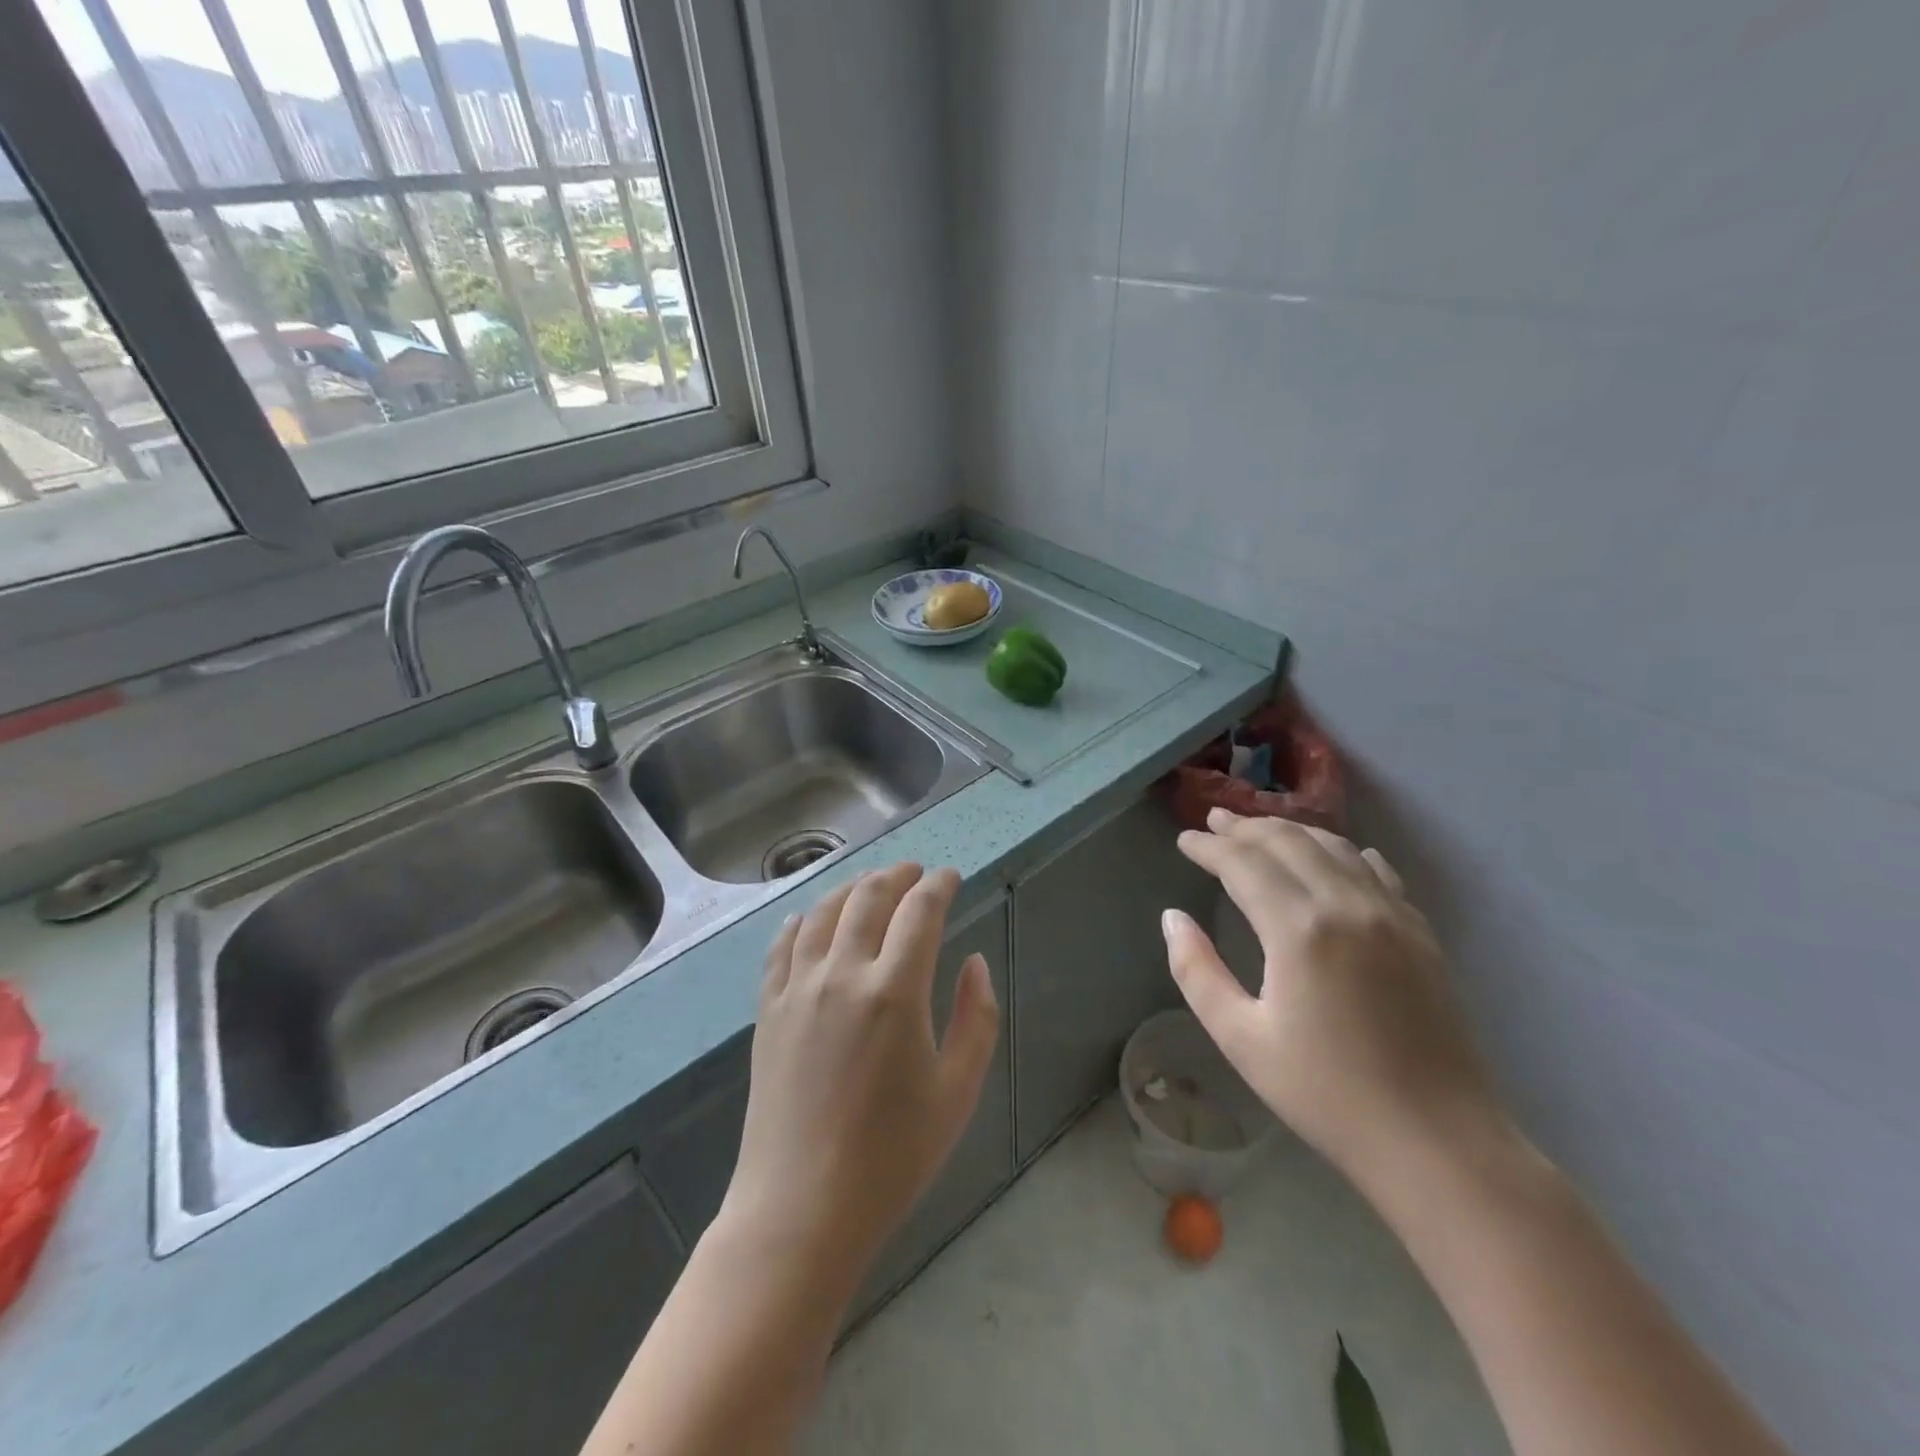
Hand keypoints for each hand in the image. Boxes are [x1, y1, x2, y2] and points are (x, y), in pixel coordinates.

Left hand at [719, 863, 999, 1283]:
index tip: (950, 876)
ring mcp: (798, 989)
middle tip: (915, 872)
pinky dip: (801, 921)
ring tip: (871, 884)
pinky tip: (810, 918)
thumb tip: (973, 962)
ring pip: (824, 912)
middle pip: (869, 897)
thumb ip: (975, 1017)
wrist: (802, 1209)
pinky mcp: (768, 1010)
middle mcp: (843, 974)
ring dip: (852, 888)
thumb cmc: (893, 1156)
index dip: (939, 884)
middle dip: (898, 874)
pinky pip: (782, 946)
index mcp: (895, 991)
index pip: (920, 910)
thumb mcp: (958, 1091)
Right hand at [1163, 809, 1505, 1197]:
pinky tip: (1333, 855)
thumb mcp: (1241, 1039)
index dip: (1209, 847)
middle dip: (1245, 827)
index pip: (1244, 863)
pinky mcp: (1420, 933)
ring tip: (1259, 831)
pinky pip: (1376, 871)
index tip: (1183, 840)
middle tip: (1213, 821)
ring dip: (1290, 831)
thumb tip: (1172, 918)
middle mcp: (1347, 905)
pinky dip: (1342, 852)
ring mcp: (1392, 915)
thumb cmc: (1326, 1094)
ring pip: (1334, 847)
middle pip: (1288, 841)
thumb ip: (1197, 971)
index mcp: (1300, 929)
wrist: (1437, 1143)